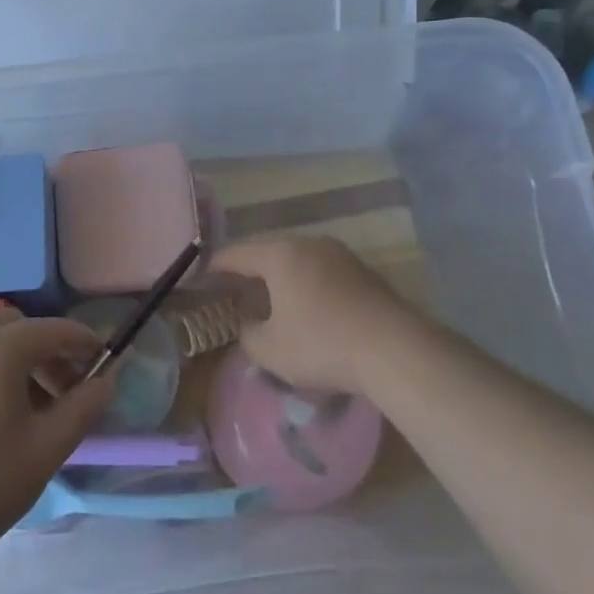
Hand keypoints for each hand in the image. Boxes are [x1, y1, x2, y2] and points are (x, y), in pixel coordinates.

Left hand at [0, 308, 112, 573]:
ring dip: (12, 356)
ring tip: (23, 405)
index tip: (101, 363)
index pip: (54, 330)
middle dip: (45, 349)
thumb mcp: (44, 452)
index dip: (83, 342)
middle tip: (62, 389)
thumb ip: (82, 408)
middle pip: (17, 326)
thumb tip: (104, 381)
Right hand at [209, 236, 430, 396]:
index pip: (237, 253)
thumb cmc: (321, 344)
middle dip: (248, 268)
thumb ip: (249, 334)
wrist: (393, 348)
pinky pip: (321, 270)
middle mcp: (308, 244)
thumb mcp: (270, 350)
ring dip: (280, 275)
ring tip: (268, 295)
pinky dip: (305, 283)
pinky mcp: (362, 271)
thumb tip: (250, 325)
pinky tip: (306, 305)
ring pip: (298, 259)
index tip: (200, 275)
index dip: (215, 265)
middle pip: (268, 251)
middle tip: (231, 285)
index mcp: (280, 254)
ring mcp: (339, 254)